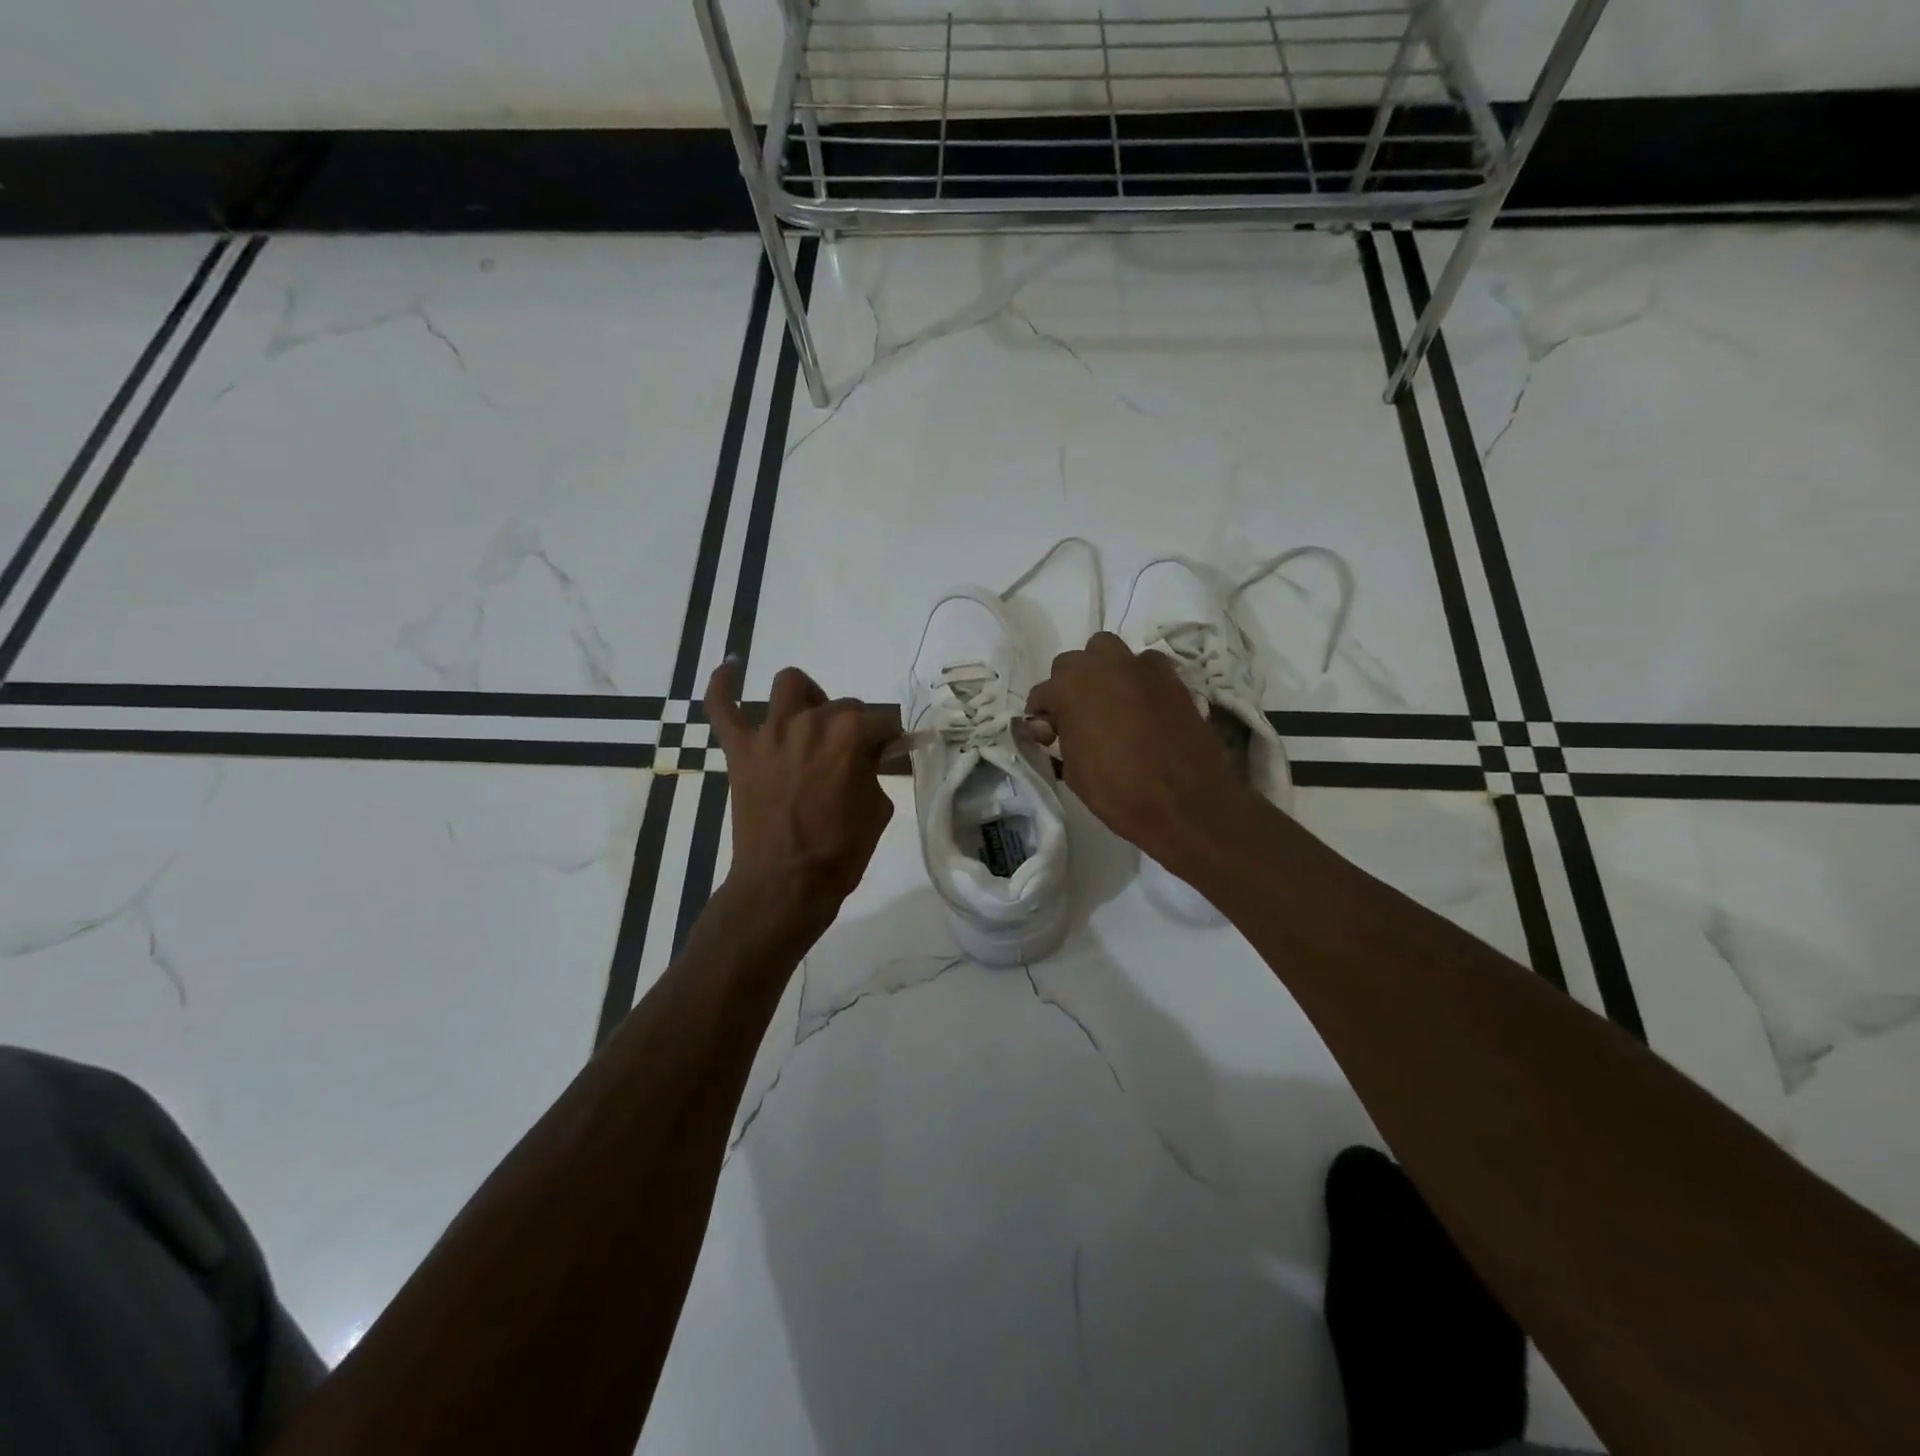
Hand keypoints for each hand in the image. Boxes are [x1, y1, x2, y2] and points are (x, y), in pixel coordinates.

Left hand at [705, 659, 898, 908]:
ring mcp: (770, 733)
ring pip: (789, 685)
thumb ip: (875, 771)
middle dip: (854, 726)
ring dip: (807, 697)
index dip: (889, 739)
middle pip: (841, 704)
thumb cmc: (840, 851)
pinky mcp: (740, 750)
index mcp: (850, 734)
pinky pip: (722, 706)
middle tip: (854, 757)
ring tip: (811, 718)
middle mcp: (810, 721)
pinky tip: (731, 669)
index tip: (890, 755)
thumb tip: (868, 757)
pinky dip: (723, 685)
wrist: (786, 883)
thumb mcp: (879, 808)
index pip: (881, 720)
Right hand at [1027, 633, 1248, 858]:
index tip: (1048, 737)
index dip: (1041, 716)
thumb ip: (1058, 739)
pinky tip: (1142, 706)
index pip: (1041, 693)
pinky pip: (1144, 666)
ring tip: (1109, 703)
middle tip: (1077, 718)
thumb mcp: (1072, 771)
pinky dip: (1137, 679)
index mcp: (1069, 687)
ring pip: (1108, 651)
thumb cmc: (1118, 790)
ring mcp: (1140, 666)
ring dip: (1102, 670)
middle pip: (1072, 663)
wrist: (1184, 801)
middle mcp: (1101, 664)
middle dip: (1069, 686)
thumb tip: (1053, 727)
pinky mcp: (1170, 676)